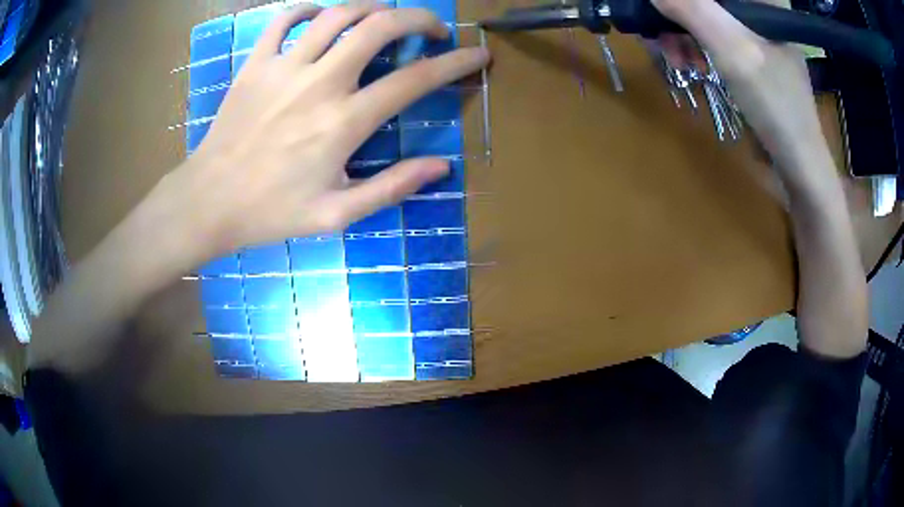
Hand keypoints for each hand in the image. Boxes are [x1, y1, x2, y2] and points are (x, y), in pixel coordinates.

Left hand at [165, 2, 488, 261]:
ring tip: (385, 18)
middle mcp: (318, 83)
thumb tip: (441, 167)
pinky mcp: (255, 64)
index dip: (455, 63)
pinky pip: (284, 20)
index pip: (415, 80)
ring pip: (338, 15)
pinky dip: (309, 9)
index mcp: (343, 123)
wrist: (208, 202)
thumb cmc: (270, 212)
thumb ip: (391, 188)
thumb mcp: (335, 215)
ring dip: (372, 8)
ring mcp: (283, 68)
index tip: (477, 54)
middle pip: (380, 27)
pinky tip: (322, 15)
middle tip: (432, 28)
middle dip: (418, 18)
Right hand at [652, 0, 829, 179]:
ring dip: (681, 33)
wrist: (798, 161)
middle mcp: (758, 7)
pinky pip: (711, 35)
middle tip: (658, 35)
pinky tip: (690, 64)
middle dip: (678, 14)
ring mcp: (754, 30)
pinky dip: (694, 47)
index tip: (662, 10)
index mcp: (763, 0)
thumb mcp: (732, 50)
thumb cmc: (776, 104)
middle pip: (706, 0)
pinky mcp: (750, 50)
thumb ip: (692, 9)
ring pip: (704, 15)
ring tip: (675, 60)